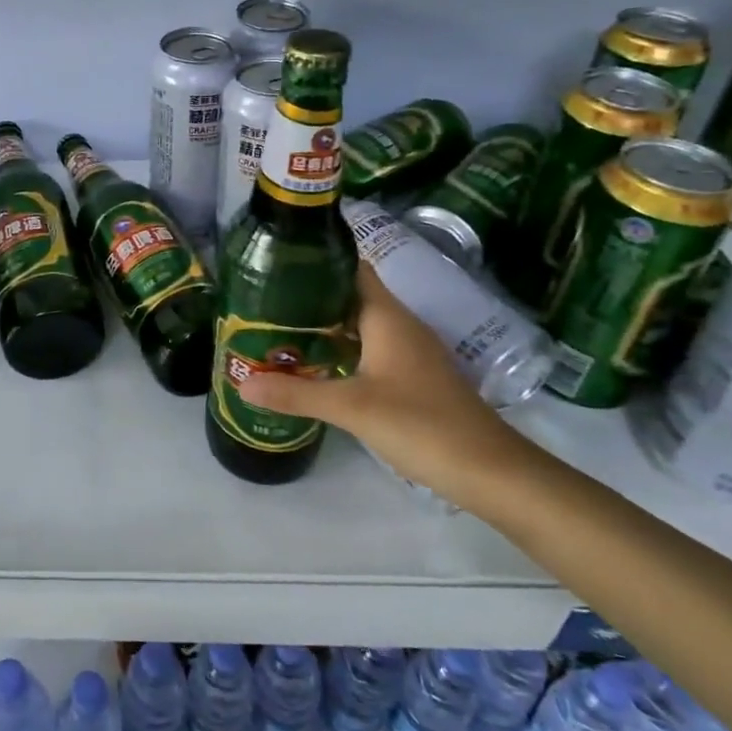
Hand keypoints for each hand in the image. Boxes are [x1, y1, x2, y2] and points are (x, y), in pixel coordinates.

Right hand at [238, 262, 533, 505]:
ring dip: (324, 325)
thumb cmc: (421, 424)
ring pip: (359, 324)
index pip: (351, 267)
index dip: (318, 259)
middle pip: (350, 295)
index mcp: (386, 316)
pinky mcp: (412, 376)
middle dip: (310, 296)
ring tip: (279, 330)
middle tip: (263, 302)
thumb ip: (295, 394)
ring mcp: (408, 351)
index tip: (277, 262)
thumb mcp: (351, 408)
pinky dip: (341, 349)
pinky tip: (316, 365)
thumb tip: (242, 384)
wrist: (489, 470)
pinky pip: (369, 348)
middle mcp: (398, 325)